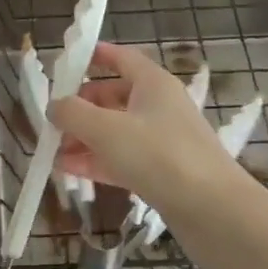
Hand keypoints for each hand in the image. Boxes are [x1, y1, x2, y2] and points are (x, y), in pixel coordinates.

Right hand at [52, 42, 254, 216]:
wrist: (215, 212)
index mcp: (152, 83)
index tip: (67, 62)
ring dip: (84, 138)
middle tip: (53, 119)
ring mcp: (162, 141)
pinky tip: (69, 171)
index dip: (95, 56)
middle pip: (113, 96)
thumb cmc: (159, 156)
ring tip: (53, 150)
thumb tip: (54, 105)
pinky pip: (123, 159)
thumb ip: (73, 113)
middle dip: (81, 106)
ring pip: (116, 131)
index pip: (121, 58)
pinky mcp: (163, 173)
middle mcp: (159, 106)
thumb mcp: (107, 130)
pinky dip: (97, 161)